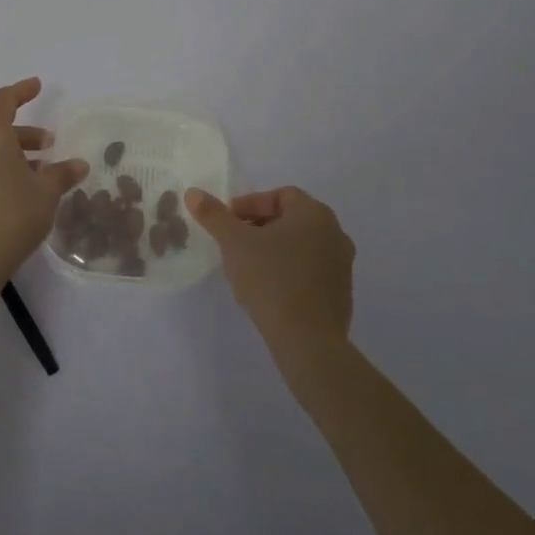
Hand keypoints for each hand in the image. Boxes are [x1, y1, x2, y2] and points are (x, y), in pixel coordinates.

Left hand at [0, 78, 88, 281]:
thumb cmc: (13, 215)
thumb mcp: (46, 193)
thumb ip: (63, 174)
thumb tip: (79, 164)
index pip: (4, 101)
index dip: (22, 91)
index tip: (38, 86)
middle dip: (27, 135)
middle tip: (51, 147)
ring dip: (17, 157)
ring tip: (43, 175)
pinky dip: (5, 172)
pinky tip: (24, 194)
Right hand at [186, 185, 354, 369]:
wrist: (308, 341)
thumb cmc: (271, 280)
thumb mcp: (234, 243)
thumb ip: (213, 215)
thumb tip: (193, 193)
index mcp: (314, 213)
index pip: (280, 195)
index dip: (250, 204)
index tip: (228, 222)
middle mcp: (335, 233)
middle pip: (291, 219)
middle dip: (259, 226)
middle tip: (234, 242)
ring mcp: (342, 265)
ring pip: (300, 246)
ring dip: (274, 249)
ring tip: (247, 267)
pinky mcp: (341, 293)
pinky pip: (310, 271)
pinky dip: (288, 271)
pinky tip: (268, 289)